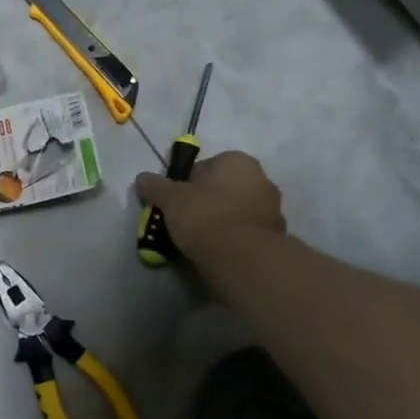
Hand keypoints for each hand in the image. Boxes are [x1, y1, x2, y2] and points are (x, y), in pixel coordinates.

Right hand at [135, 150, 286, 260]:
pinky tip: (219, 252)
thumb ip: (154, 186)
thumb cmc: (204, 215)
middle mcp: (262, 178)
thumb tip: (142, 179)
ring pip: (237, 210)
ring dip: (222, 220)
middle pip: (223, 188)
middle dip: (206, 201)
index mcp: (238, 161)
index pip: (204, 167)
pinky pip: (247, 232)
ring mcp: (273, 208)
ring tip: (201, 241)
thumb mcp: (169, 198)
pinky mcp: (277, 235)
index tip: (175, 203)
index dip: (186, 185)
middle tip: (186, 221)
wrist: (240, 258)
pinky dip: (235, 238)